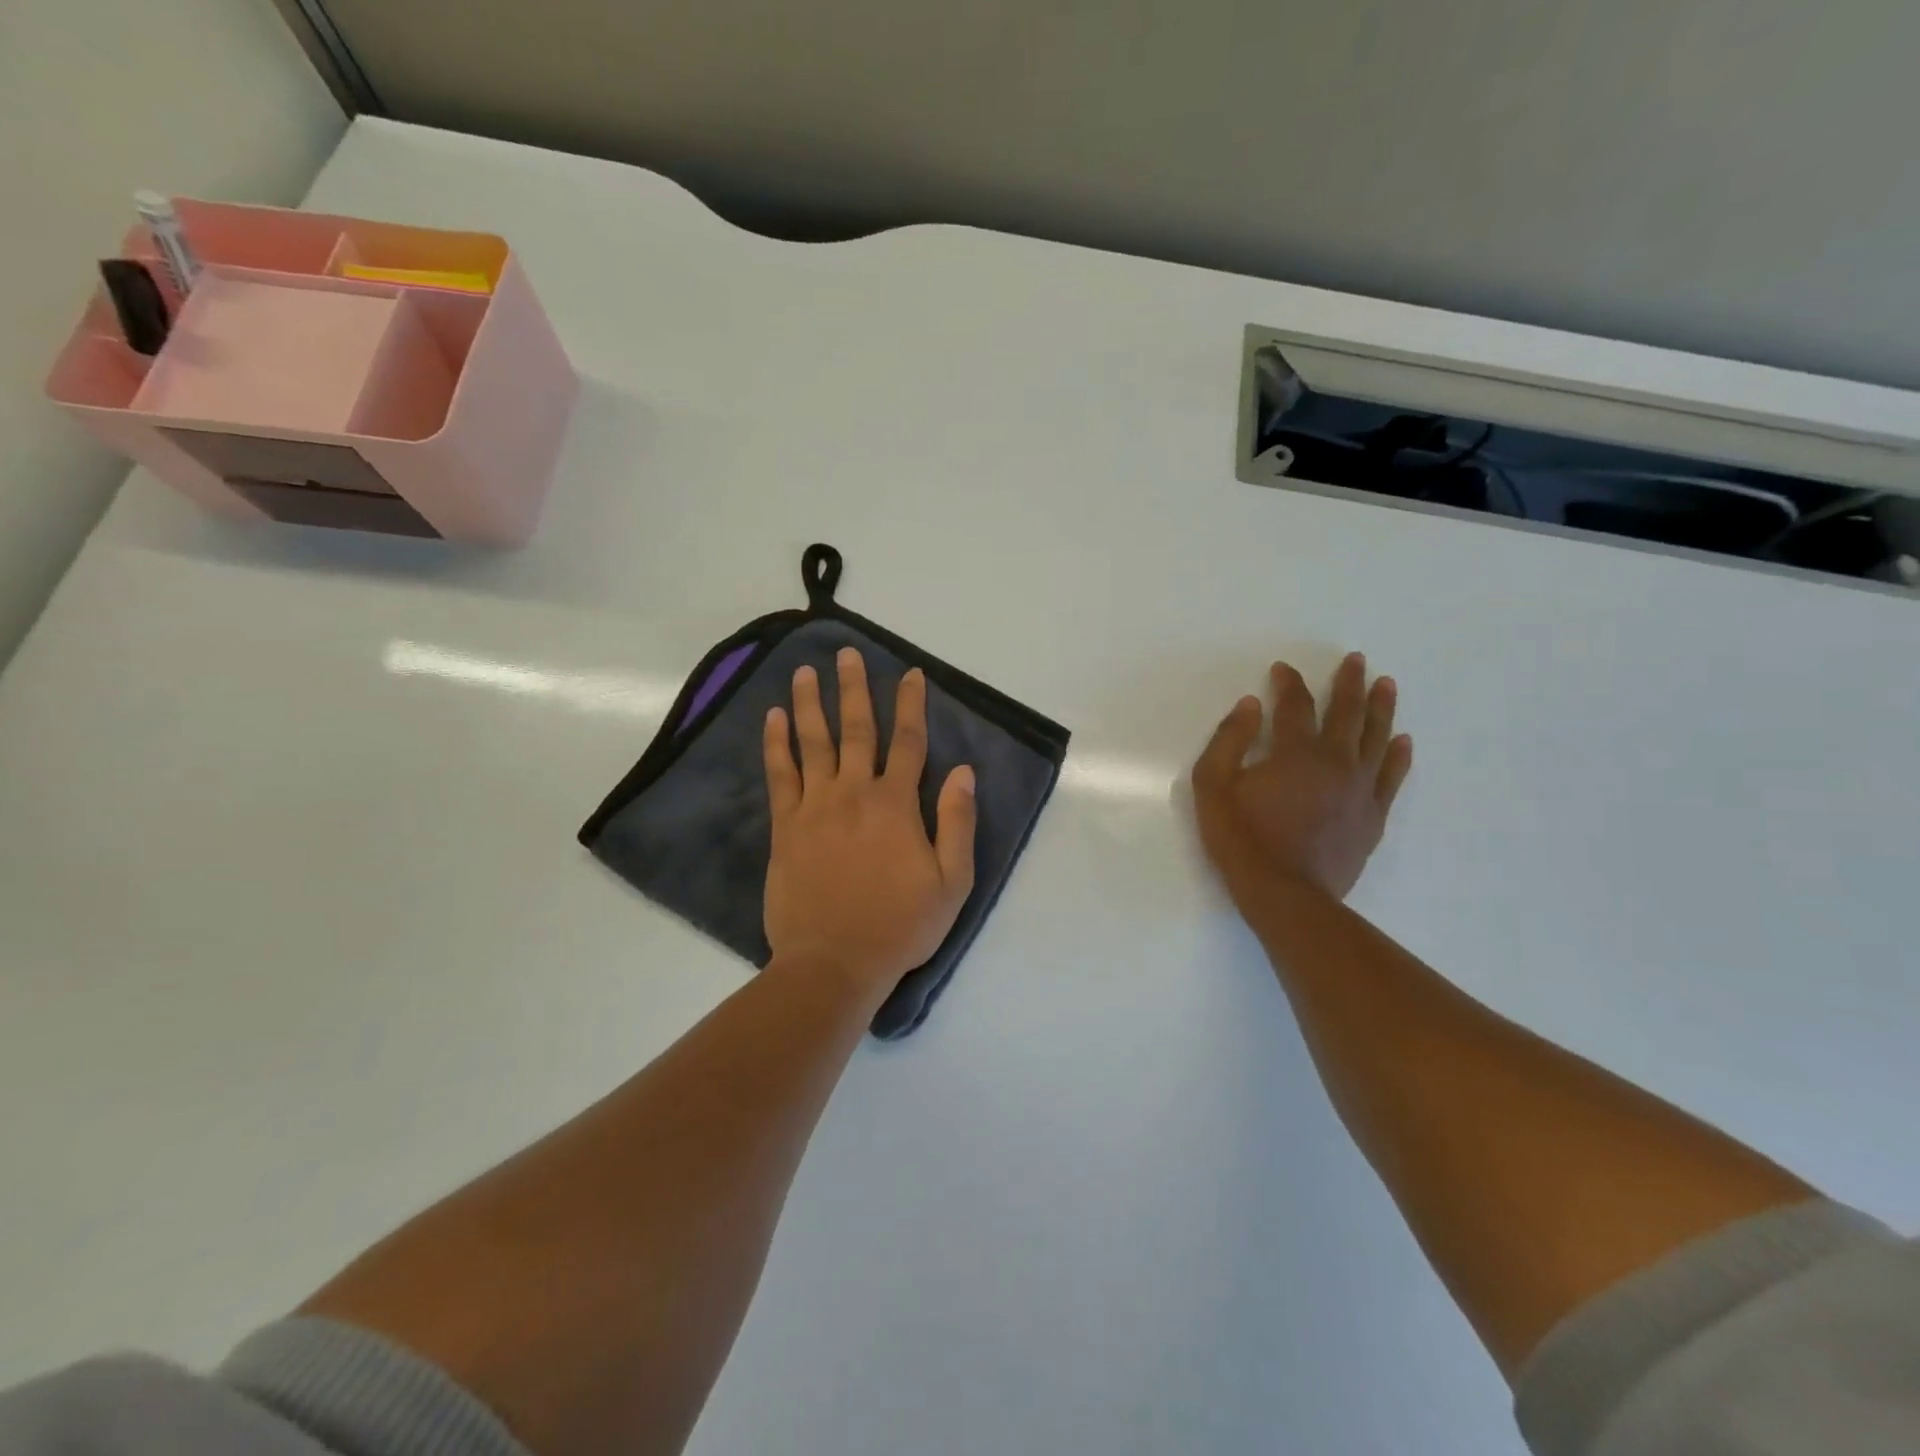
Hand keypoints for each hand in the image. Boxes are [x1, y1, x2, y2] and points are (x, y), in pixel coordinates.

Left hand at [763, 649, 977, 997]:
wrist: (833, 962)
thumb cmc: (899, 926)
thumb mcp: (951, 883)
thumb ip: (958, 823)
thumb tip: (964, 772)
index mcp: (897, 805)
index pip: (908, 742)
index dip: (911, 705)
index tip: (910, 674)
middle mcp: (854, 793)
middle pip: (856, 730)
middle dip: (853, 689)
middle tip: (846, 654)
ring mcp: (815, 807)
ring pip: (813, 743)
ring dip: (808, 704)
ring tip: (803, 671)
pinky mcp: (785, 827)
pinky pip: (780, 775)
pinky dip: (776, 744)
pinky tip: (772, 719)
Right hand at [1191, 653, 1412, 901]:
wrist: (1285, 894)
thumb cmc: (1242, 839)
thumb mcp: (1213, 786)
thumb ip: (1229, 740)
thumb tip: (1251, 705)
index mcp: (1296, 751)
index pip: (1295, 705)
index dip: (1289, 683)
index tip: (1283, 670)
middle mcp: (1336, 761)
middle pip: (1347, 713)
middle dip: (1350, 683)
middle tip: (1357, 660)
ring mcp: (1360, 789)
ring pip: (1377, 739)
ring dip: (1382, 709)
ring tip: (1387, 685)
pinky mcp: (1373, 816)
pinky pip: (1392, 777)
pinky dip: (1399, 756)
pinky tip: (1403, 741)